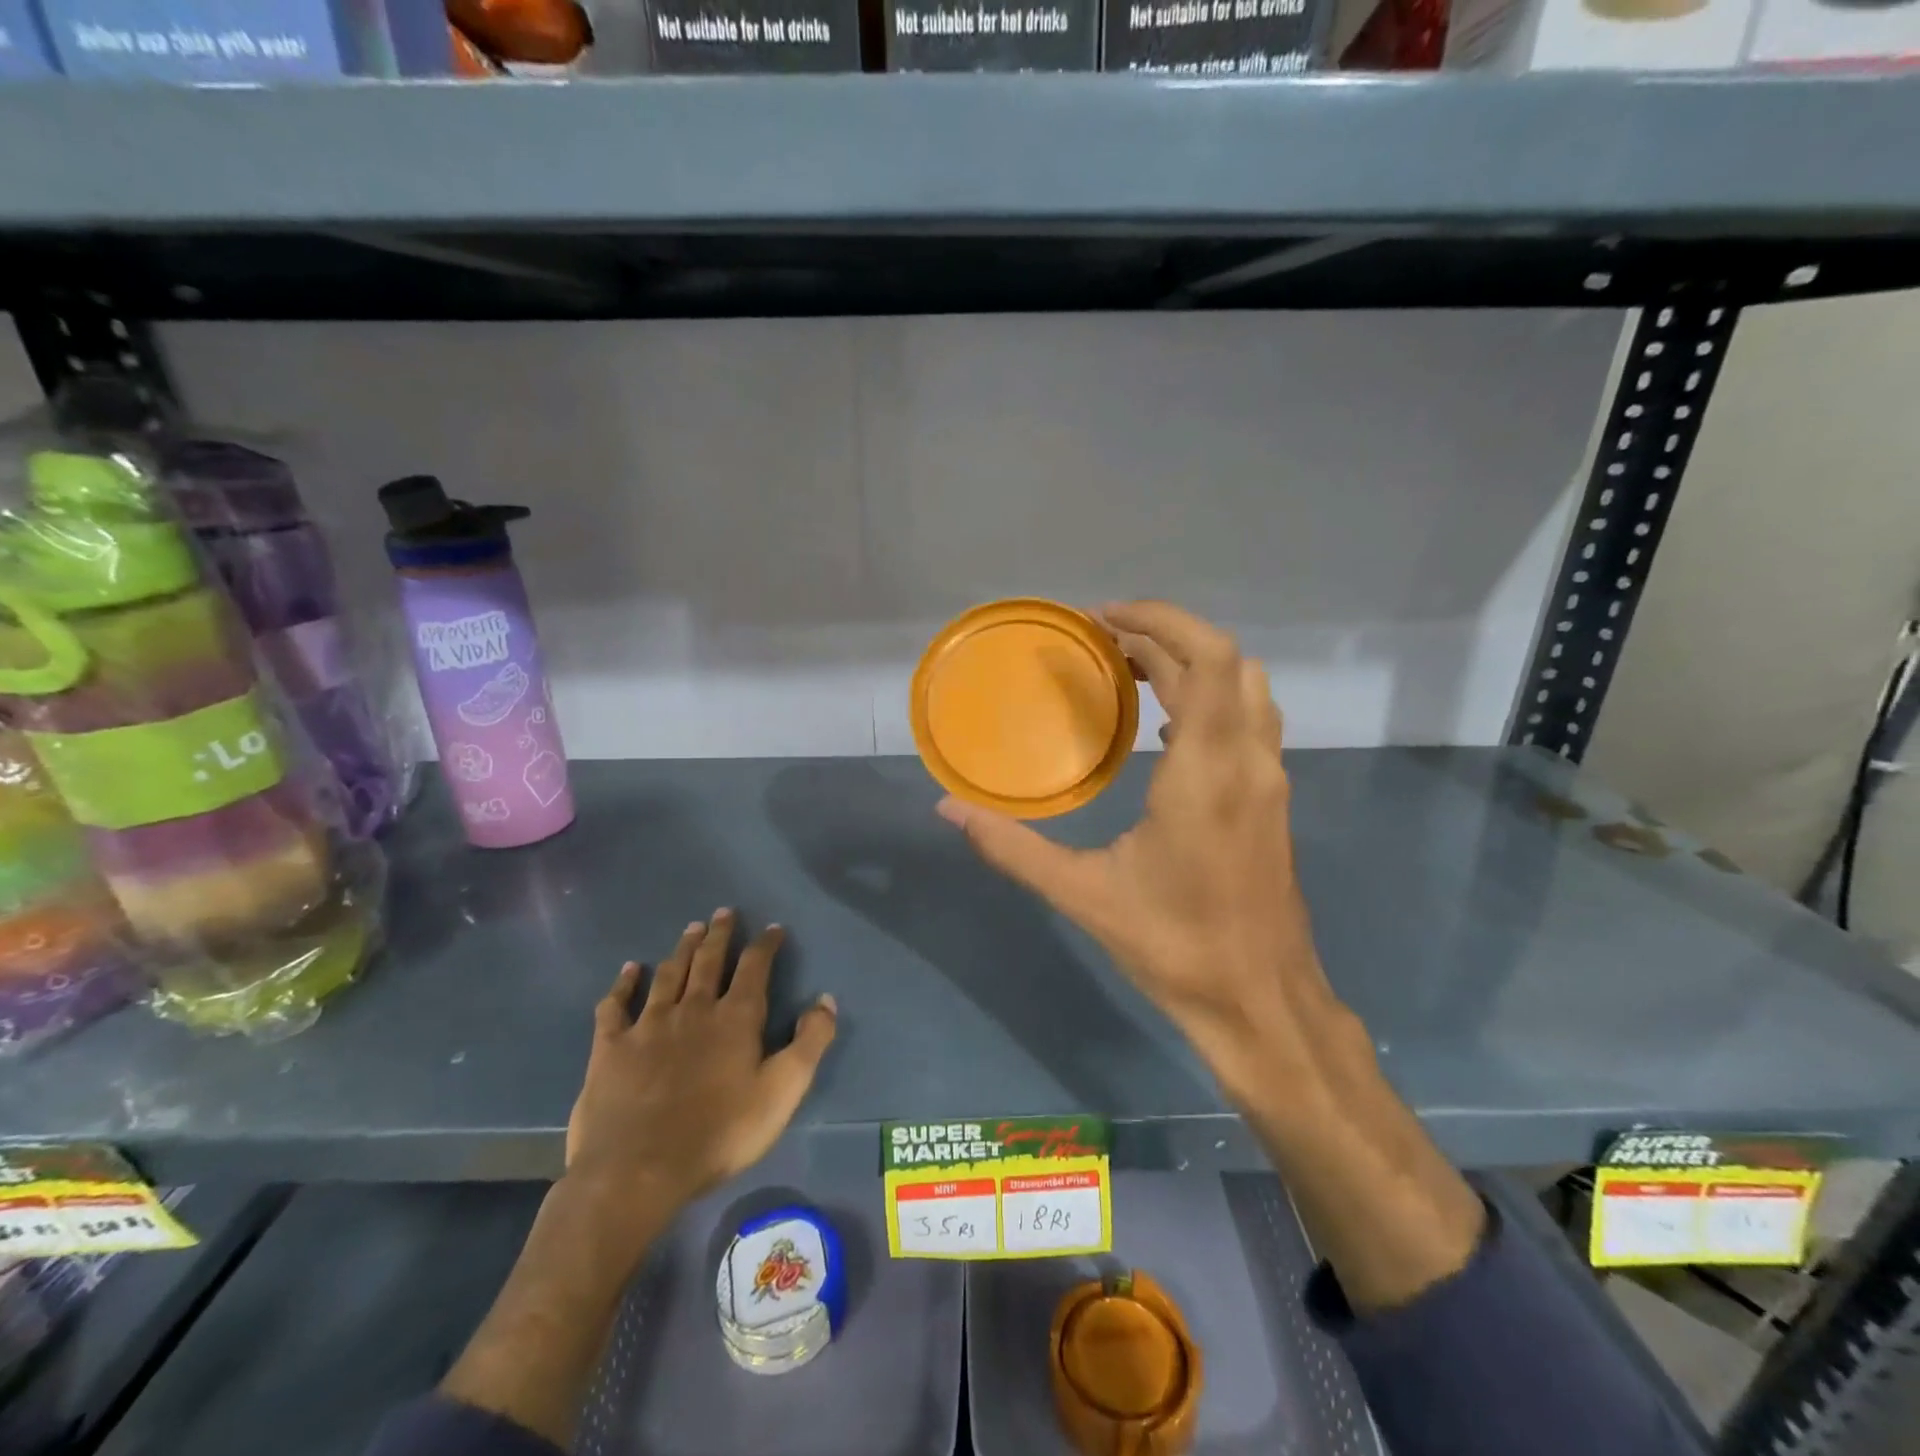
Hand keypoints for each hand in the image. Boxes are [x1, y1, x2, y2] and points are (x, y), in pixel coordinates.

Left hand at [565, 910, 838, 1234]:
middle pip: (709, 961)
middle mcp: (693, 1009)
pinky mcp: (611, 1047)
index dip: (766, 945)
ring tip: (691, 929)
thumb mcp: (782, 1092)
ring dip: (682, 949)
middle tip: (724, 912)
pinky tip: (628, 970)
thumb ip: (809, 1042)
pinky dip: (623, 985)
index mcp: (735, 1018)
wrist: (637, 1171)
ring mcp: (648, 1025)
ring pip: (669, 975)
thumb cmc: (719, 1134)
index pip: (755, 968)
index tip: (773, 928)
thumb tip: (826, 999)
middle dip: (720, 935)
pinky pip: (615, 1006)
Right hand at [937, 601, 1349, 1108]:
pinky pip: (1247, 720)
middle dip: (1164, 636)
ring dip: (1192, 663)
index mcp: (1207, 772)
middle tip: (1102, 642)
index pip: (1206, 659)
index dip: (1158, 622)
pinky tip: (1163, 726)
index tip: (1101, 619)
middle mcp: (1248, 761)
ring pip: (1244, 687)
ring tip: (1130, 670)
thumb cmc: (1176, 948)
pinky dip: (1208, 698)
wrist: (1263, 1003)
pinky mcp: (1271, 800)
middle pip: (1225, 661)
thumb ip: (1012, 848)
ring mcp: (1269, 779)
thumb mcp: (1083, 896)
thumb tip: (949, 809)